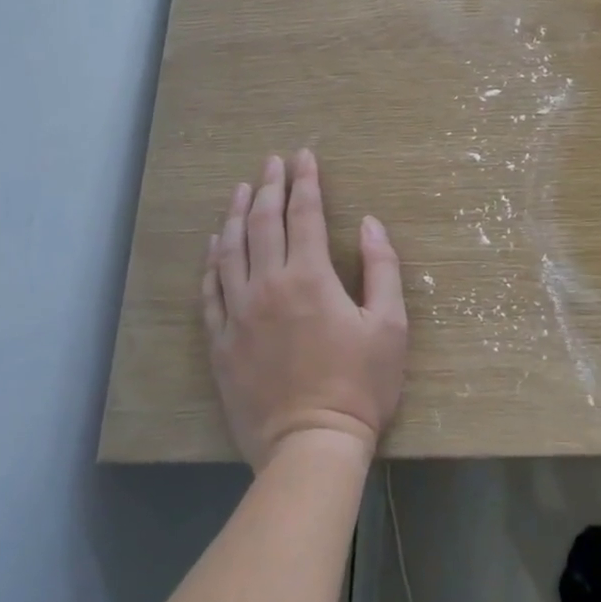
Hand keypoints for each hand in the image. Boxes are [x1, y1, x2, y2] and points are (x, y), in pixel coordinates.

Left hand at [203, 150, 407, 470]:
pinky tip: (214, 245)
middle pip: (262, 222)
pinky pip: (210, 290)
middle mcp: (268, 285)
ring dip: (235, 214)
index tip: (304, 157)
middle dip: (269, 186)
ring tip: (239, 189)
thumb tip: (370, 223)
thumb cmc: (360, 384)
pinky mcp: (221, 341)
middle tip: (272, 162)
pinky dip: (212, 261)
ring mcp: (238, 313)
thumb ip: (381, 267)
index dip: (305, 181)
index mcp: (310, 277)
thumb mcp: (390, 324)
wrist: (310, 445)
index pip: (305, 214)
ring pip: (230, 250)